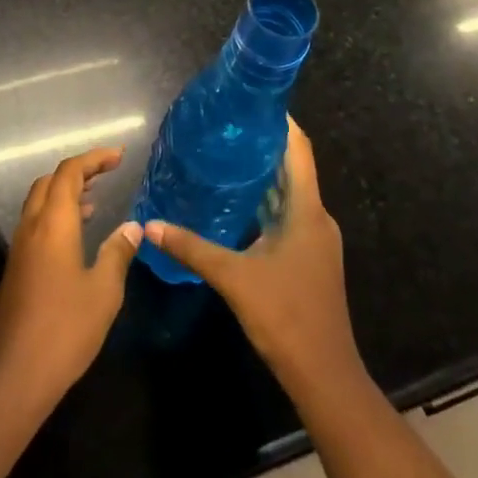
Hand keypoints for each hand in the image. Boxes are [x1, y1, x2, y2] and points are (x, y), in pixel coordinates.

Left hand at [0, 147, 140, 412]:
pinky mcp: (17, 266)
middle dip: (78, 171)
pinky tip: (75, 236)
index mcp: (54, 224)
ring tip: (95, 200)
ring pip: (40, 202)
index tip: (118, 156)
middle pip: (50, 181)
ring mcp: (20, 247)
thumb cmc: (65, 329)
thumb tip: (133, 227)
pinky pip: (36, 223)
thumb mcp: (104, 291)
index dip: (94, 158)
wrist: (15, 375)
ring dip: (65, 193)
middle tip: (106, 174)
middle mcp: (32, 226)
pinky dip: (56, 214)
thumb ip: (118, 252)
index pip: (69, 172)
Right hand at [143, 120, 363, 398]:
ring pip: (290, 195)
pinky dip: (265, 204)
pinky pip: (288, 217)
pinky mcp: (309, 259)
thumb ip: (193, 248)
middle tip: (225, 129)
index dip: (281, 122)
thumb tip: (152, 225)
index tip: (253, 101)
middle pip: (293, 169)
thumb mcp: (234, 278)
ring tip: (225, 159)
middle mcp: (316, 218)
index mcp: (307, 211)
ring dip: (263, 177)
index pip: (299, 150)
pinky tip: (236, 207)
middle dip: (263, 146)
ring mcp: (315, 241)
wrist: (325, 375)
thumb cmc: (286, 316)